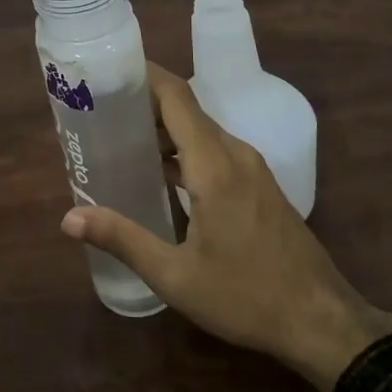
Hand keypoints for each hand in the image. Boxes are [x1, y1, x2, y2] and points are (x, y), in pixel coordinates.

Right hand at [61, 63, 391, 391]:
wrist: (323, 322)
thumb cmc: (247, 296)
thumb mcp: (176, 276)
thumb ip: (123, 240)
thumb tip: (69, 218)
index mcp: (214, 164)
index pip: (176, 97)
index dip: (144, 75)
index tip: (107, 69)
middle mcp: (234, 154)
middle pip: (185, 109)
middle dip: (143, 102)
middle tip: (98, 109)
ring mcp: (251, 168)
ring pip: (201, 131)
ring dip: (163, 129)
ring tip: (119, 137)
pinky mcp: (259, 185)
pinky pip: (214, 150)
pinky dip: (183, 149)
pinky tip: (159, 172)